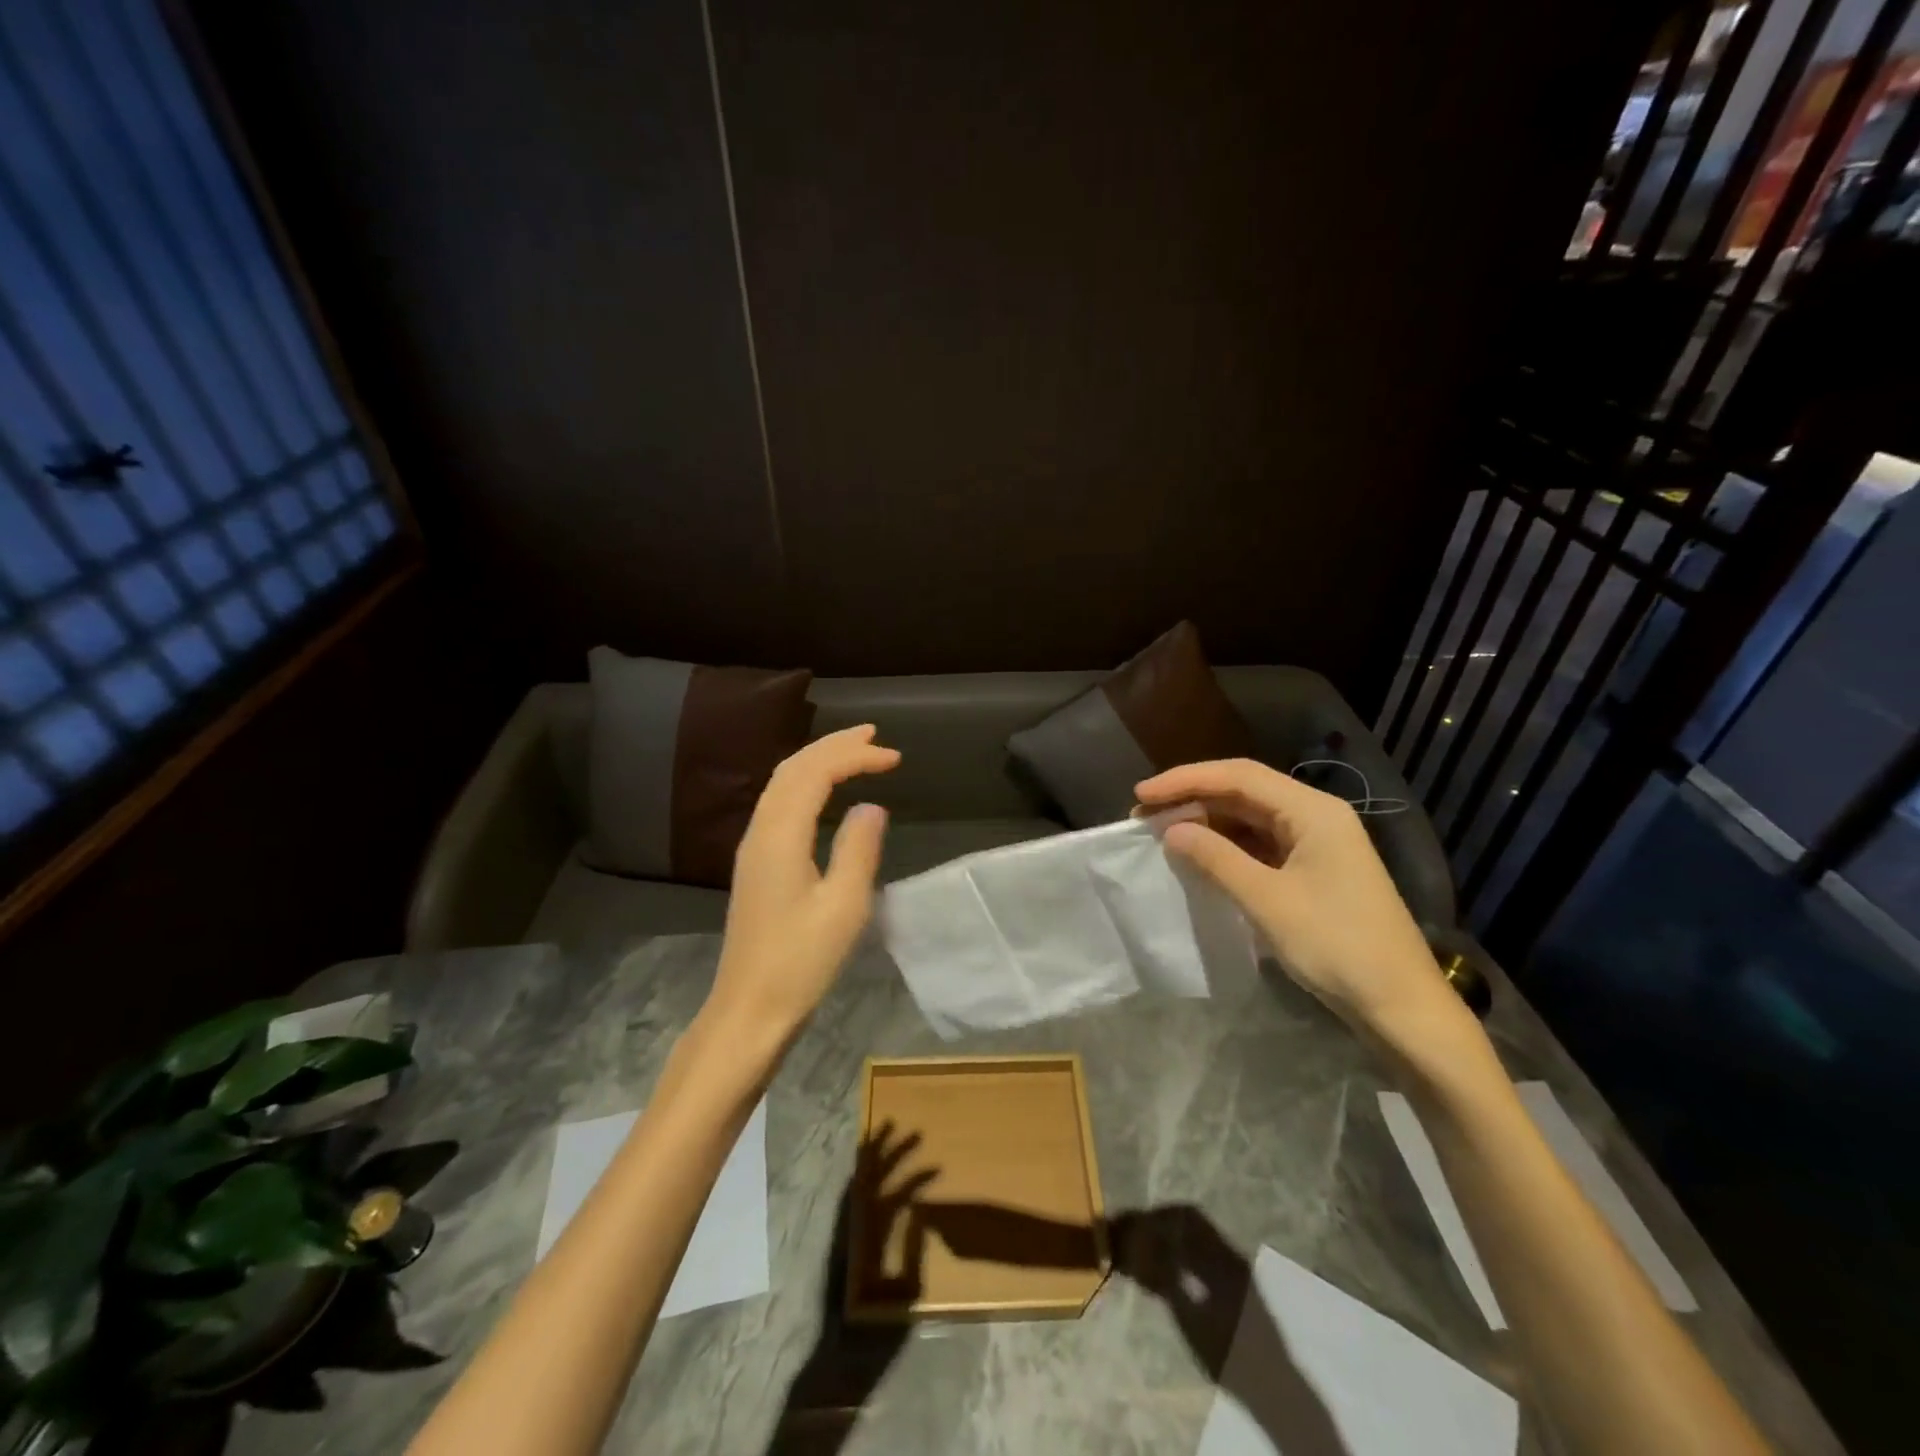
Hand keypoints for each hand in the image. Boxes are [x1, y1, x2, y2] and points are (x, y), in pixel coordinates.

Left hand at [707, 725, 900, 1041]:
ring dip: (817, 761)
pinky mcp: (755, 865)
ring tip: (853, 751)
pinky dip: (806, 784)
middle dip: (833, 745)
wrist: (748, 1009)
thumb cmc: (800, 961)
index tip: (895, 758)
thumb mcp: (844, 906)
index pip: (816, 773)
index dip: (855, 756)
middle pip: (793, 769)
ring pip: (782, 784)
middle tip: (873, 735)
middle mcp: (760, 831)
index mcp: (780, 835)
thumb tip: (871, 807)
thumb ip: (859, 849)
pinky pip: (779, 804)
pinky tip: (823, 793)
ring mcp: (753, 848)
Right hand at [1135, 759, 1455, 1044]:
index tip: (1141, 794)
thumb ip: (1216, 858)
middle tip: (1144, 815)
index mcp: (1312, 811)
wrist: (1400, 1005)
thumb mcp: (1267, 900)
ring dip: (1207, 823)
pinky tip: (1199, 857)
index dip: (1185, 779)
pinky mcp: (1313, 870)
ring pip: (1250, 818)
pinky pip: (1260, 844)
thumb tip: (1171, 830)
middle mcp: (1315, 816)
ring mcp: (1316, 843)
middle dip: (1192, 799)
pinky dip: (1227, 847)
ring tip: (1163, 834)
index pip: (1238, 776)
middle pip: (1244, 791)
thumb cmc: (1336, 945)